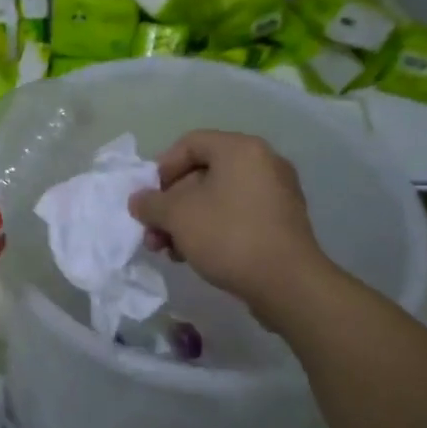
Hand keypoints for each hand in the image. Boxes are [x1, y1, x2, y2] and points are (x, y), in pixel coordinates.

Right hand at [128, 130, 329, 327]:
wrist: (287, 284)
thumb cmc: (228, 236)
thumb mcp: (177, 216)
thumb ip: (151, 203)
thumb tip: (138, 200)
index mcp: (240, 149)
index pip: (190, 143)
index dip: (162, 168)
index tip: (149, 198)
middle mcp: (263, 163)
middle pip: (202, 173)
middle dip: (171, 204)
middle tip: (153, 232)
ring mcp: (276, 194)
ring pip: (218, 198)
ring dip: (187, 221)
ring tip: (169, 250)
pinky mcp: (281, 222)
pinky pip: (237, 215)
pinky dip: (212, 229)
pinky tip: (194, 255)